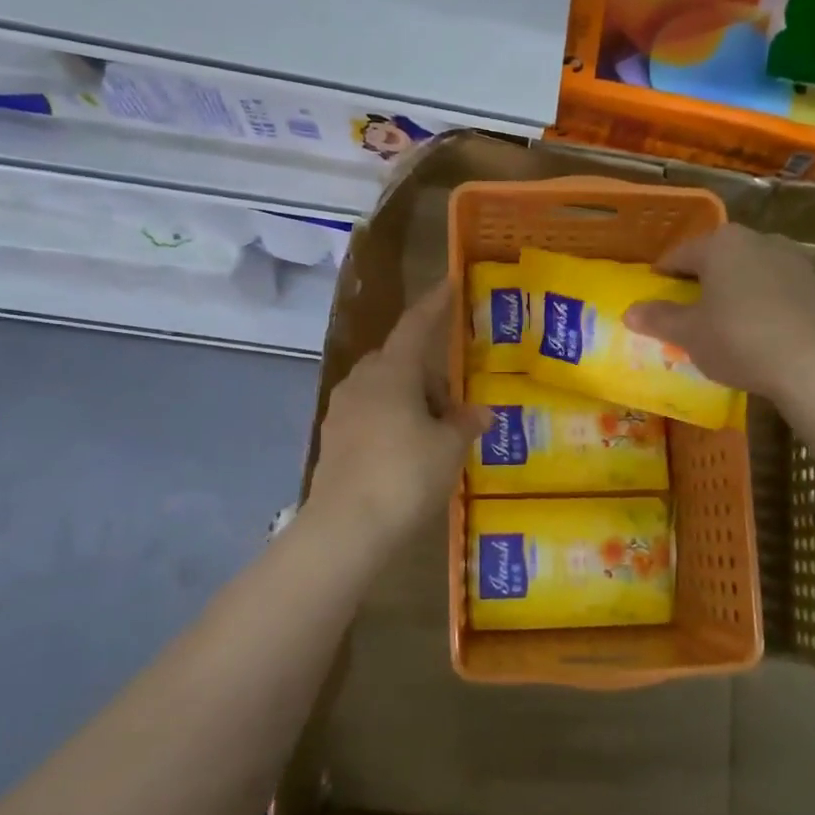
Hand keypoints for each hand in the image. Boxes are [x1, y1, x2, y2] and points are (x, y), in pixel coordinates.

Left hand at [304, 282, 486, 547]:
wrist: (346, 529)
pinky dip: (392, 421)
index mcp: (391, 372)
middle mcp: (361, 382)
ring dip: (410, 400)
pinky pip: (369, 415)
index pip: (416, 326)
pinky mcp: (333, 440)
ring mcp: (341, 411)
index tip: (449, 285)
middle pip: (399, 361)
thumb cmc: (405, 476)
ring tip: (435, 435)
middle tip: (454, 407)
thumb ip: (466, 424)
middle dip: (428, 374)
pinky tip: (408, 453)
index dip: (435, 305)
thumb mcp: (449, 448)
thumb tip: (481, 413)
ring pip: (383, 389)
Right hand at [623, 224, 814, 401]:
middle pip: (717, 257)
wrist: (812, 363)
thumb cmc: (738, 339)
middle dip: (699, 279)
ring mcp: (791, 259)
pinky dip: (759, 299)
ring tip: (721, 317)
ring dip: (731, 287)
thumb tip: (629, 311)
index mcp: (721, 244)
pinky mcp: (813, 283)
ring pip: (748, 269)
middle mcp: (757, 239)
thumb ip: (659, 318)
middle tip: (685, 306)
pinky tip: (755, 325)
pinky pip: (774, 286)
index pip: (680, 254)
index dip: (663, 273)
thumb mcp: (689, 334)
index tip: (654, 290)